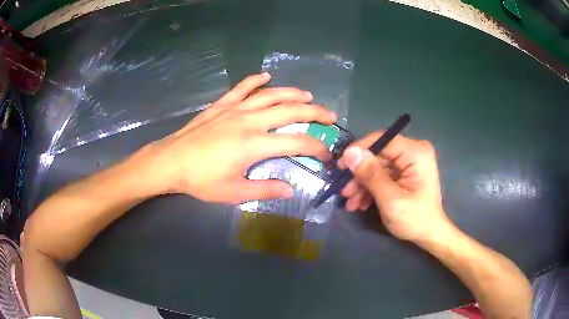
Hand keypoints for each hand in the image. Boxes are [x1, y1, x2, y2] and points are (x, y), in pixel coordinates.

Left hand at [140, 73, 336, 203]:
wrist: (171, 161)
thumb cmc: (201, 180)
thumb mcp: (234, 192)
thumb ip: (265, 190)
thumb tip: (291, 190)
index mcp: (255, 144)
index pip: (297, 142)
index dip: (317, 147)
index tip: (326, 153)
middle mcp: (250, 121)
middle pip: (291, 110)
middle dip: (315, 112)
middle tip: (329, 115)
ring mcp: (235, 109)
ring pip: (271, 95)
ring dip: (292, 93)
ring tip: (308, 95)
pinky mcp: (222, 104)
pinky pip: (242, 87)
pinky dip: (255, 80)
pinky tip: (266, 75)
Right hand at [338, 133, 449, 241]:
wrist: (429, 235)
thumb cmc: (414, 219)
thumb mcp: (391, 199)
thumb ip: (371, 175)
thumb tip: (349, 152)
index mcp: (416, 153)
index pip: (382, 140)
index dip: (359, 151)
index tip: (341, 167)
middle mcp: (413, 152)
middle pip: (378, 155)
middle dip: (359, 175)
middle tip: (343, 192)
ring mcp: (409, 163)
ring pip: (377, 166)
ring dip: (362, 185)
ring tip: (350, 203)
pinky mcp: (405, 173)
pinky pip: (383, 175)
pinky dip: (371, 188)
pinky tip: (361, 203)